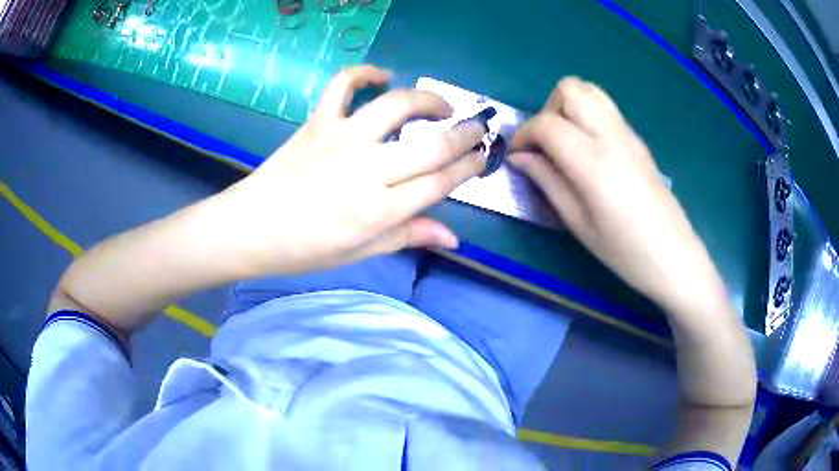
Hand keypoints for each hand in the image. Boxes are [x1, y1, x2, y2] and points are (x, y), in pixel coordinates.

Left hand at [214, 65, 486, 276]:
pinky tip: (381, 76)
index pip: (441, 183)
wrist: (251, 228)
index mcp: (380, 211)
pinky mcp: (317, 122)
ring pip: (396, 106)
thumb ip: (408, 236)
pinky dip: (364, 73)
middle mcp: (367, 171)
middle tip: (477, 128)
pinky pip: (342, 85)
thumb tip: (454, 236)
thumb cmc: (305, 249)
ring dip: (428, 99)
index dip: (469, 167)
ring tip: (441, 105)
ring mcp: (341, 140)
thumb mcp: (360, 252)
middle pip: (431, 146)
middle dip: (464, 134)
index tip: (483, 157)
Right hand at [509, 77, 719, 309]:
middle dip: (547, 109)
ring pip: (590, 90)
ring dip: (568, 107)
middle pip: (570, 89)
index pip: (547, 123)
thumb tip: (519, 157)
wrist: (674, 256)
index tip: (518, 154)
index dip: (524, 134)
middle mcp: (612, 136)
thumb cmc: (625, 251)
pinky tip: (588, 150)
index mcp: (594, 163)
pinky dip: (587, 116)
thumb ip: (547, 182)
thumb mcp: (579, 224)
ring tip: (566, 142)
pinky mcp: (638, 140)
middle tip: (545, 144)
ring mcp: (629, 134)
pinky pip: (605, 109)